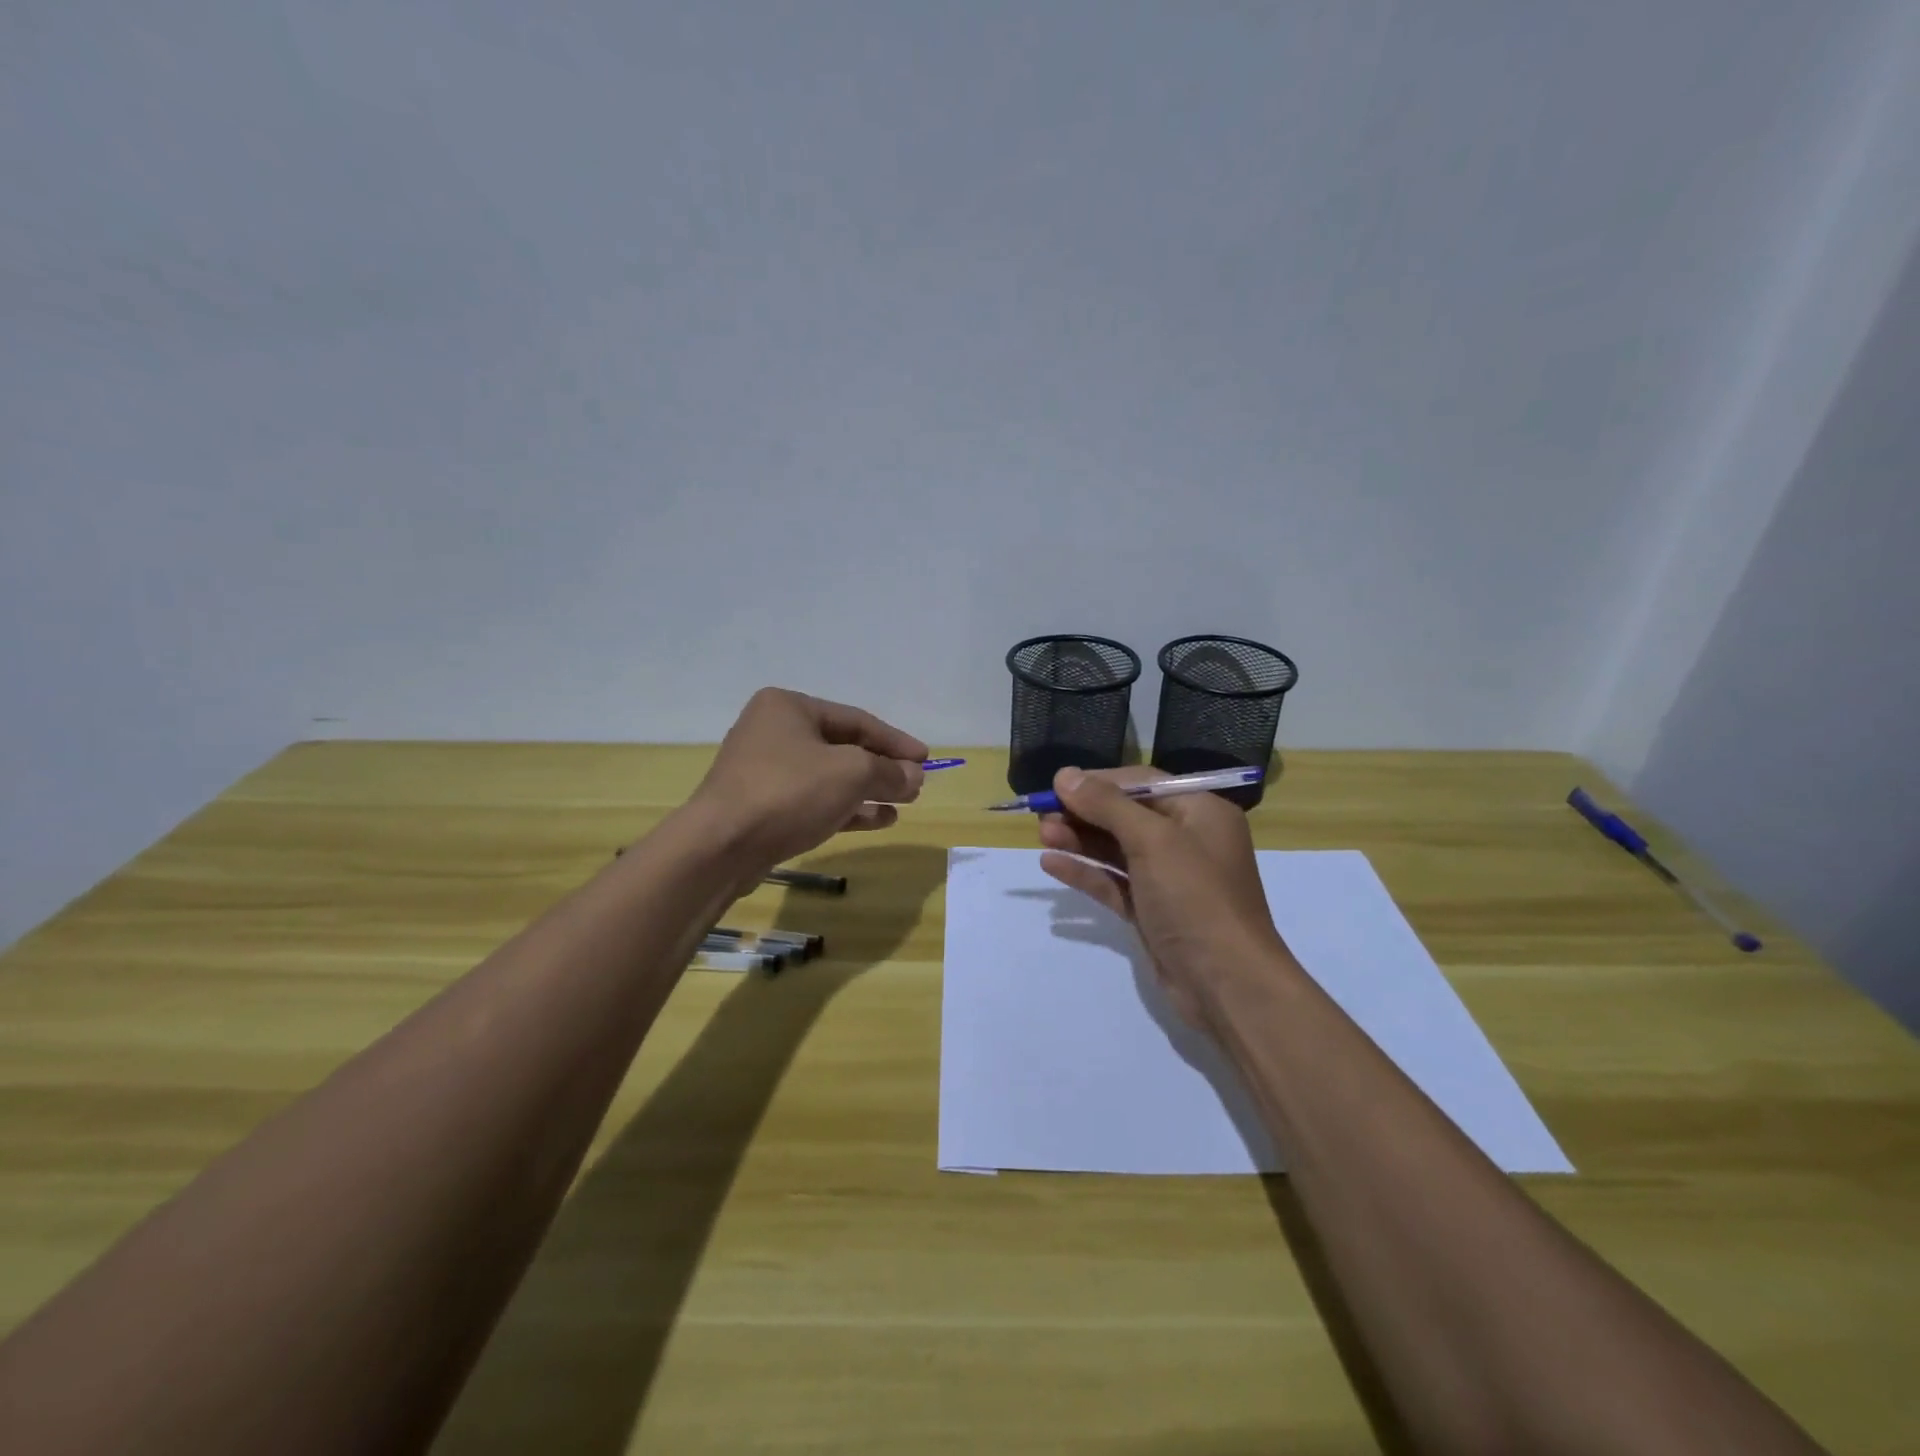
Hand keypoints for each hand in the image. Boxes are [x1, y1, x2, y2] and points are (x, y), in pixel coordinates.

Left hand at [688, 688, 927, 878]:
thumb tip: (914, 776)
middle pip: (842, 747)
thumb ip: (888, 771)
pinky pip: (813, 800)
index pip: (856, 719)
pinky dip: (845, 808)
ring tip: (902, 804)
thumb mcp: (851, 773)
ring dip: (868, 790)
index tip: (926, 759)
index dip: (895, 741)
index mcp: (789, 707)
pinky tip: (877, 820)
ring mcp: (764, 771)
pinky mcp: (762, 806)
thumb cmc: (788, 792)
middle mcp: (773, 731)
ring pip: (829, 776)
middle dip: (881, 767)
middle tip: (915, 784)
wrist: (720, 846)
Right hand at [1038, 766, 1286, 1025]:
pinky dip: (1085, 872)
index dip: (1098, 782)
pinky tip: (1051, 864)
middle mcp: (1187, 840)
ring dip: (1080, 840)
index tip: (1057, 785)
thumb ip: (1106, 805)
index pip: (1142, 784)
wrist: (1227, 984)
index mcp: (1200, 812)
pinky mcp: (1152, 911)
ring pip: (1116, 850)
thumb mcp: (1153, 840)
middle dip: (1084, 813)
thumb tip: (1064, 774)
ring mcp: (1169, 879)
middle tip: (1041, 814)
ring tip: (1042, 835)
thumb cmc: (1195, 898)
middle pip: (1126, 816)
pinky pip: (1114, 883)